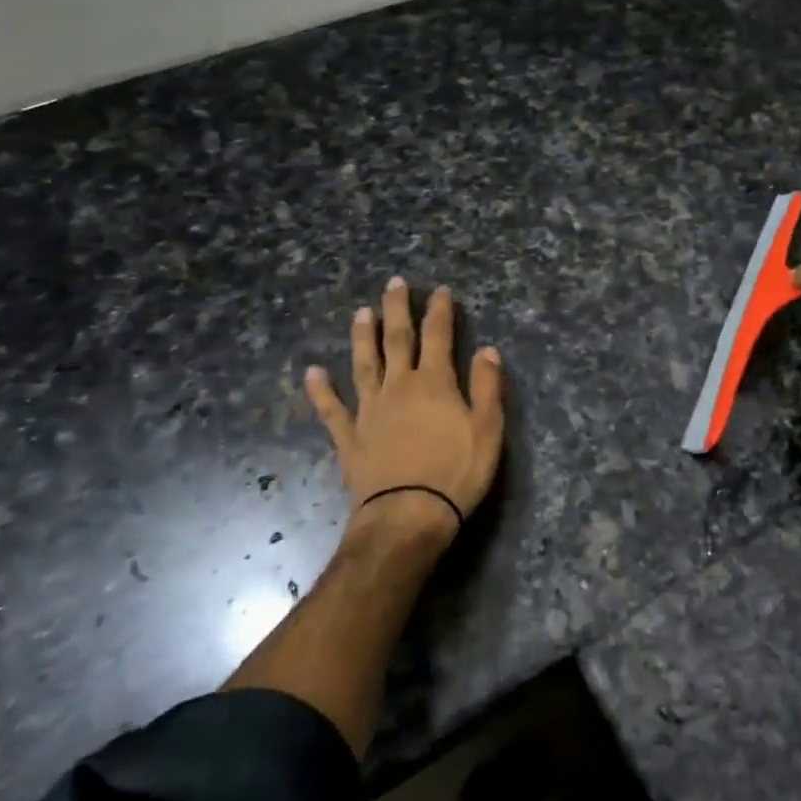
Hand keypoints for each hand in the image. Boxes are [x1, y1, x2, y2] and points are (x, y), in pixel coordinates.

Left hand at [305, 278, 503, 539]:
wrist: (408, 516)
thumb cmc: (456, 473)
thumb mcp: (488, 429)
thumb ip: (487, 386)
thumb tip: (487, 349)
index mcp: (434, 383)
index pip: (439, 336)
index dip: (440, 311)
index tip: (440, 291)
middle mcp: (399, 387)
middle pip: (397, 340)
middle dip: (397, 310)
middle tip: (394, 284)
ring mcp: (369, 411)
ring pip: (364, 364)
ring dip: (362, 337)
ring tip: (360, 313)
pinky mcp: (349, 437)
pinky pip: (332, 409)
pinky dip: (321, 390)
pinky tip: (312, 372)